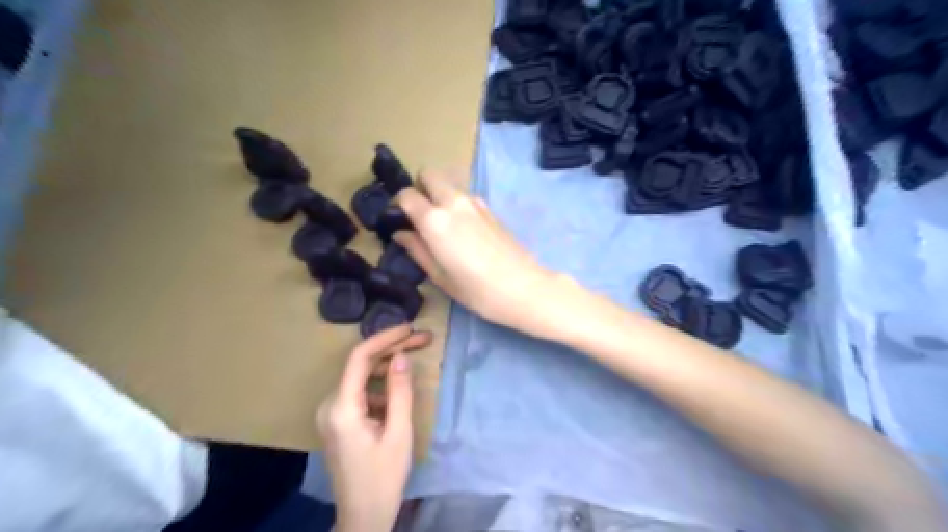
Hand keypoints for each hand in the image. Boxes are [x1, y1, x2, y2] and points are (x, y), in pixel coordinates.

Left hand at [316, 326, 431, 530]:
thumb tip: (401, 356)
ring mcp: (332, 413)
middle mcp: (330, 405)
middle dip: (392, 349)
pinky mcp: (339, 421)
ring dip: (388, 366)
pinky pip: (360, 392)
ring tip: (416, 357)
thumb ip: (400, 391)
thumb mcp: (399, 433)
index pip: (359, 358)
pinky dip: (381, 386)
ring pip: (362, 377)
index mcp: (341, 408)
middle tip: (424, 339)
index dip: (385, 338)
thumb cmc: (384, 477)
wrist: (363, 516)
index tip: (410, 328)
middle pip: (361, 365)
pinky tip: (399, 393)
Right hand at [394, 170, 561, 335]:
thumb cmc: (476, 289)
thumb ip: (417, 249)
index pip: (407, 194)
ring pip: (449, 184)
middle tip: (420, 215)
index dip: (399, 204)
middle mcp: (454, 202)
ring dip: (439, 195)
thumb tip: (400, 233)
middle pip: (429, 174)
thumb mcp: (439, 275)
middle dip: (420, 188)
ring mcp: (476, 202)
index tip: (400, 219)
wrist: (523, 287)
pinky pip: (465, 196)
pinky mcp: (491, 209)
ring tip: (443, 225)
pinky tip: (464, 231)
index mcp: (435, 220)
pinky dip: (456, 204)